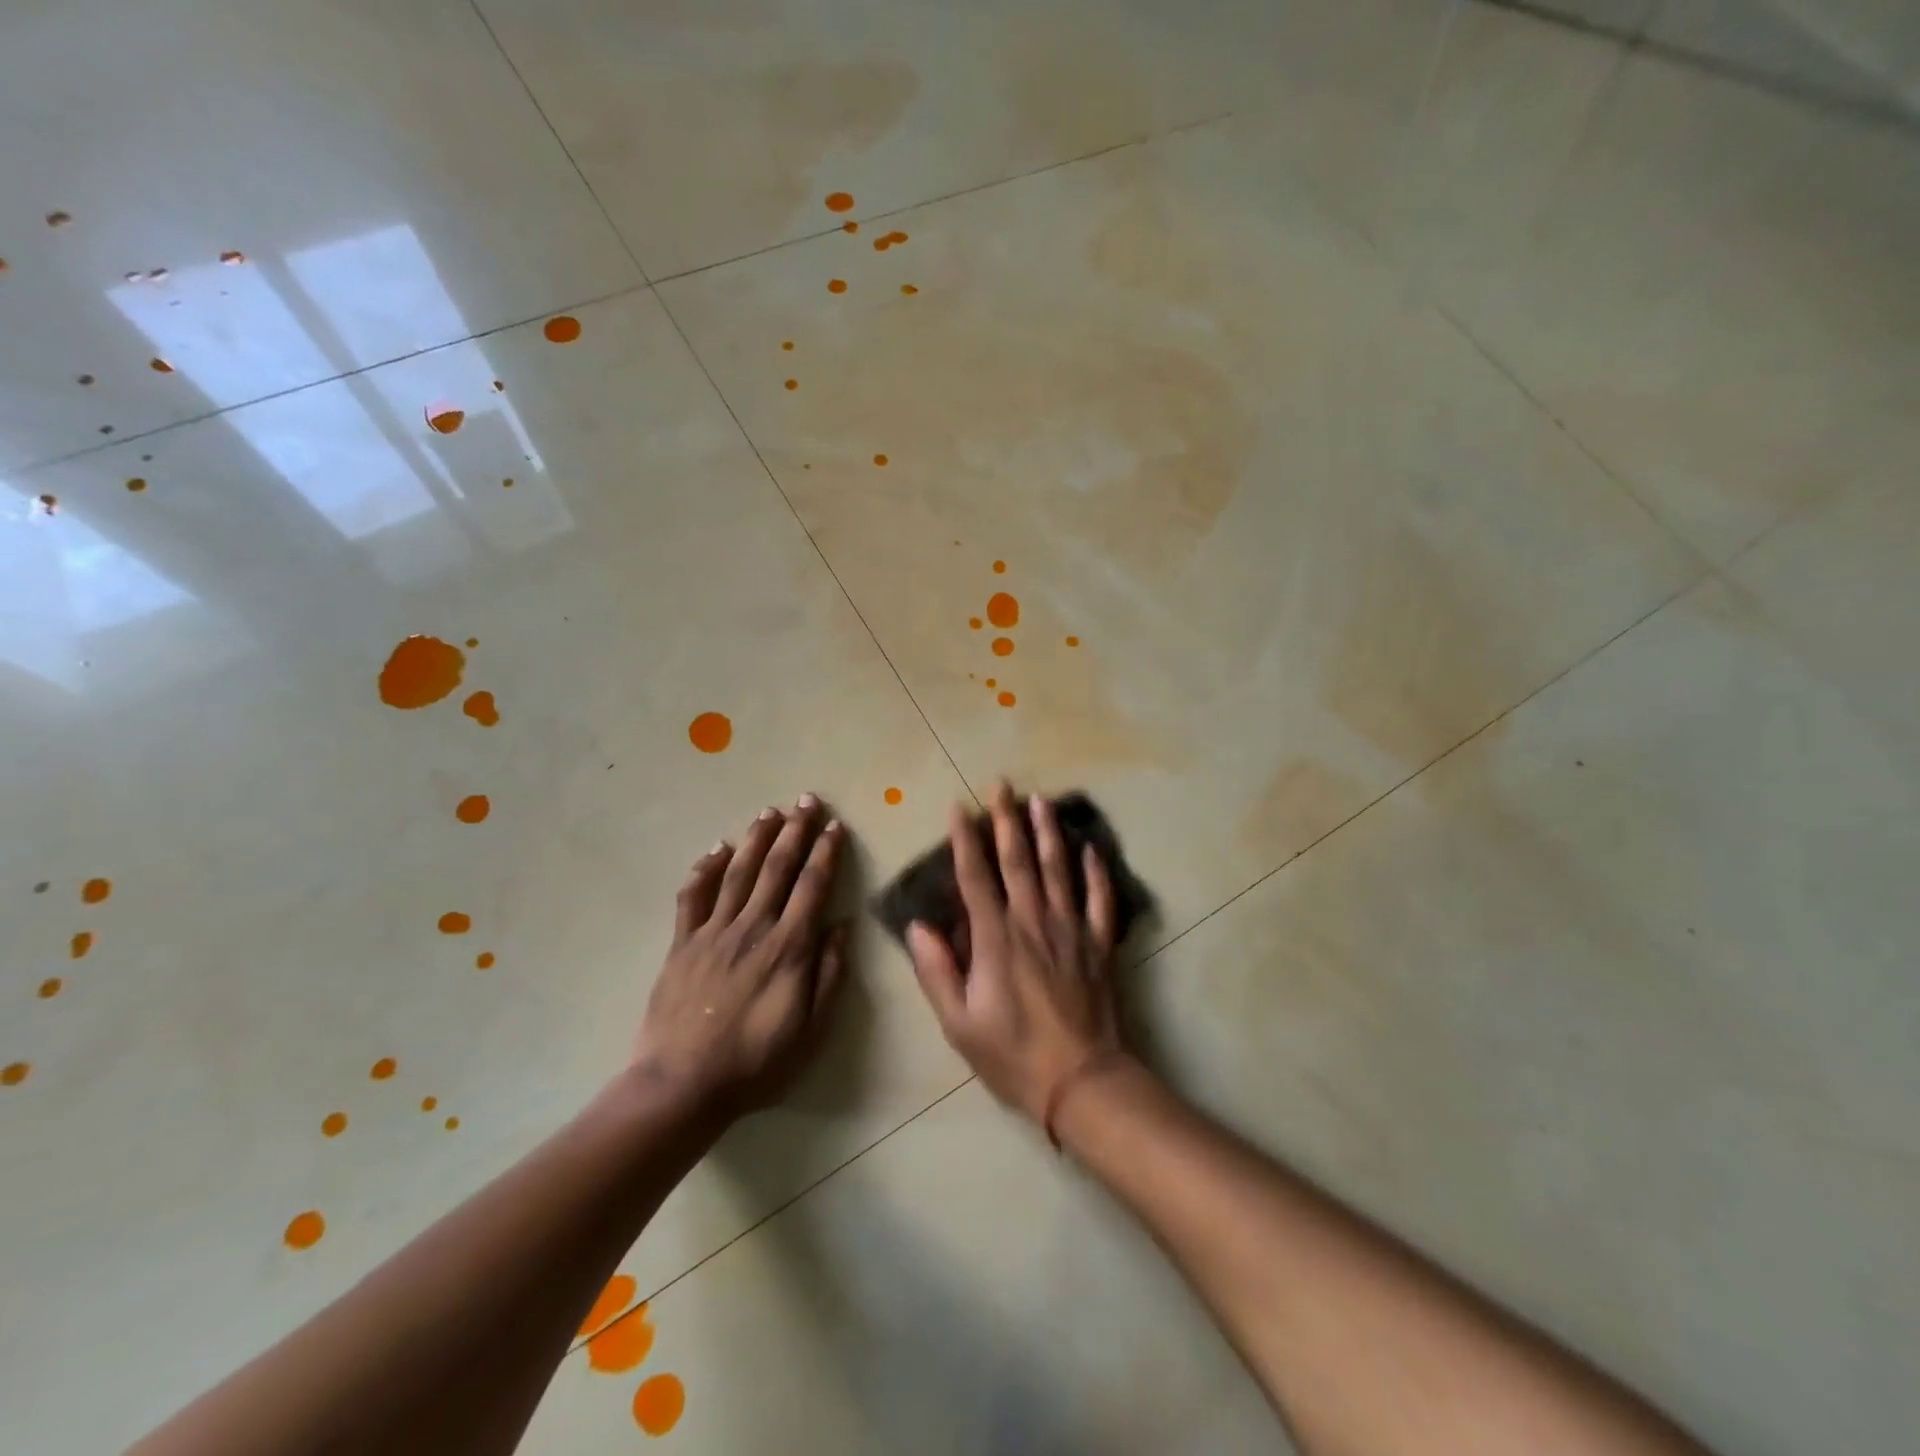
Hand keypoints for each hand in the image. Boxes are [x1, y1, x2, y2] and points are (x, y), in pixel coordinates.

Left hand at [632, 795, 848, 1117]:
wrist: (682, 1085)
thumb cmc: (756, 1063)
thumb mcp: (810, 1030)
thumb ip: (828, 974)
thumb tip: (842, 926)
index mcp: (788, 947)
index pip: (812, 886)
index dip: (825, 853)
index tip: (835, 826)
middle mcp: (752, 928)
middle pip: (777, 868)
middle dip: (795, 831)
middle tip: (806, 800)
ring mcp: (713, 932)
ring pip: (739, 873)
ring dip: (756, 838)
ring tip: (770, 811)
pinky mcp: (682, 944)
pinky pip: (693, 896)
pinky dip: (705, 869)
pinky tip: (717, 849)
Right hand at [906, 782, 1126, 1124]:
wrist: (1082, 1082)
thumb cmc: (1012, 1055)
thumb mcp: (959, 1023)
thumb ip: (937, 971)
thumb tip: (918, 926)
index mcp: (996, 938)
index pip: (976, 877)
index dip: (965, 840)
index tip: (959, 808)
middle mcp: (1034, 921)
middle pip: (1019, 860)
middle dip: (1007, 819)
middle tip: (1002, 784)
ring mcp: (1072, 929)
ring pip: (1059, 869)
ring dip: (1048, 832)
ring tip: (1041, 800)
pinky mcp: (1100, 944)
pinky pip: (1100, 900)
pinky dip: (1097, 872)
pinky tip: (1091, 848)